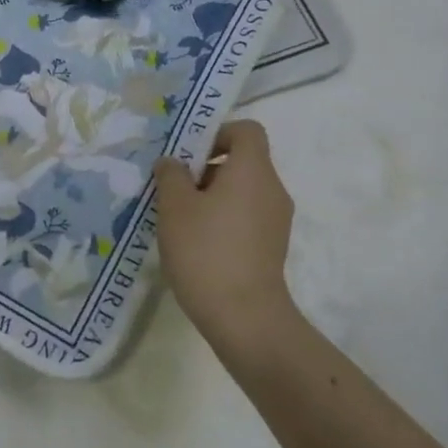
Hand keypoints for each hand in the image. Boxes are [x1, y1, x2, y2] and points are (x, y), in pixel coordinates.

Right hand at [153, 120, 297, 345]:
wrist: (244, 317)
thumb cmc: (205, 250)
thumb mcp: (174, 206)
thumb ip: (171, 174)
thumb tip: (173, 163)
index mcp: (253, 171)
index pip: (246, 130)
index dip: (216, 133)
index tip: (188, 154)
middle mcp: (272, 189)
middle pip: (242, 160)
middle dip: (205, 167)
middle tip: (173, 186)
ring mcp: (276, 220)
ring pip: (242, 190)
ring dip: (211, 194)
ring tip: (179, 216)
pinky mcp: (271, 246)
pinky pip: (246, 215)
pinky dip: (223, 217)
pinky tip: (195, 240)